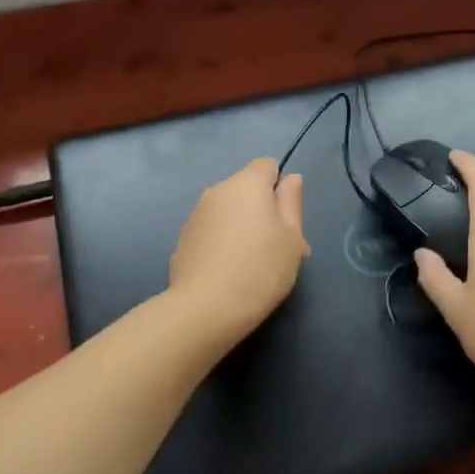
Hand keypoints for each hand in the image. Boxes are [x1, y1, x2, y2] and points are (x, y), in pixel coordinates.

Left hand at [168, 158, 308, 345]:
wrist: (205, 308)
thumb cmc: (260, 269)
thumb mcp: (292, 237)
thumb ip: (291, 202)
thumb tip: (291, 178)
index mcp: (246, 184)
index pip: (267, 165)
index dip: (280, 186)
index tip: (287, 218)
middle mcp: (217, 191)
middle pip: (246, 190)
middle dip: (263, 210)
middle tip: (279, 249)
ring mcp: (196, 215)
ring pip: (228, 212)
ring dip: (243, 227)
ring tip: (254, 266)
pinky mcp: (183, 239)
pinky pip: (212, 231)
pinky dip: (223, 243)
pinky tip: (229, 273)